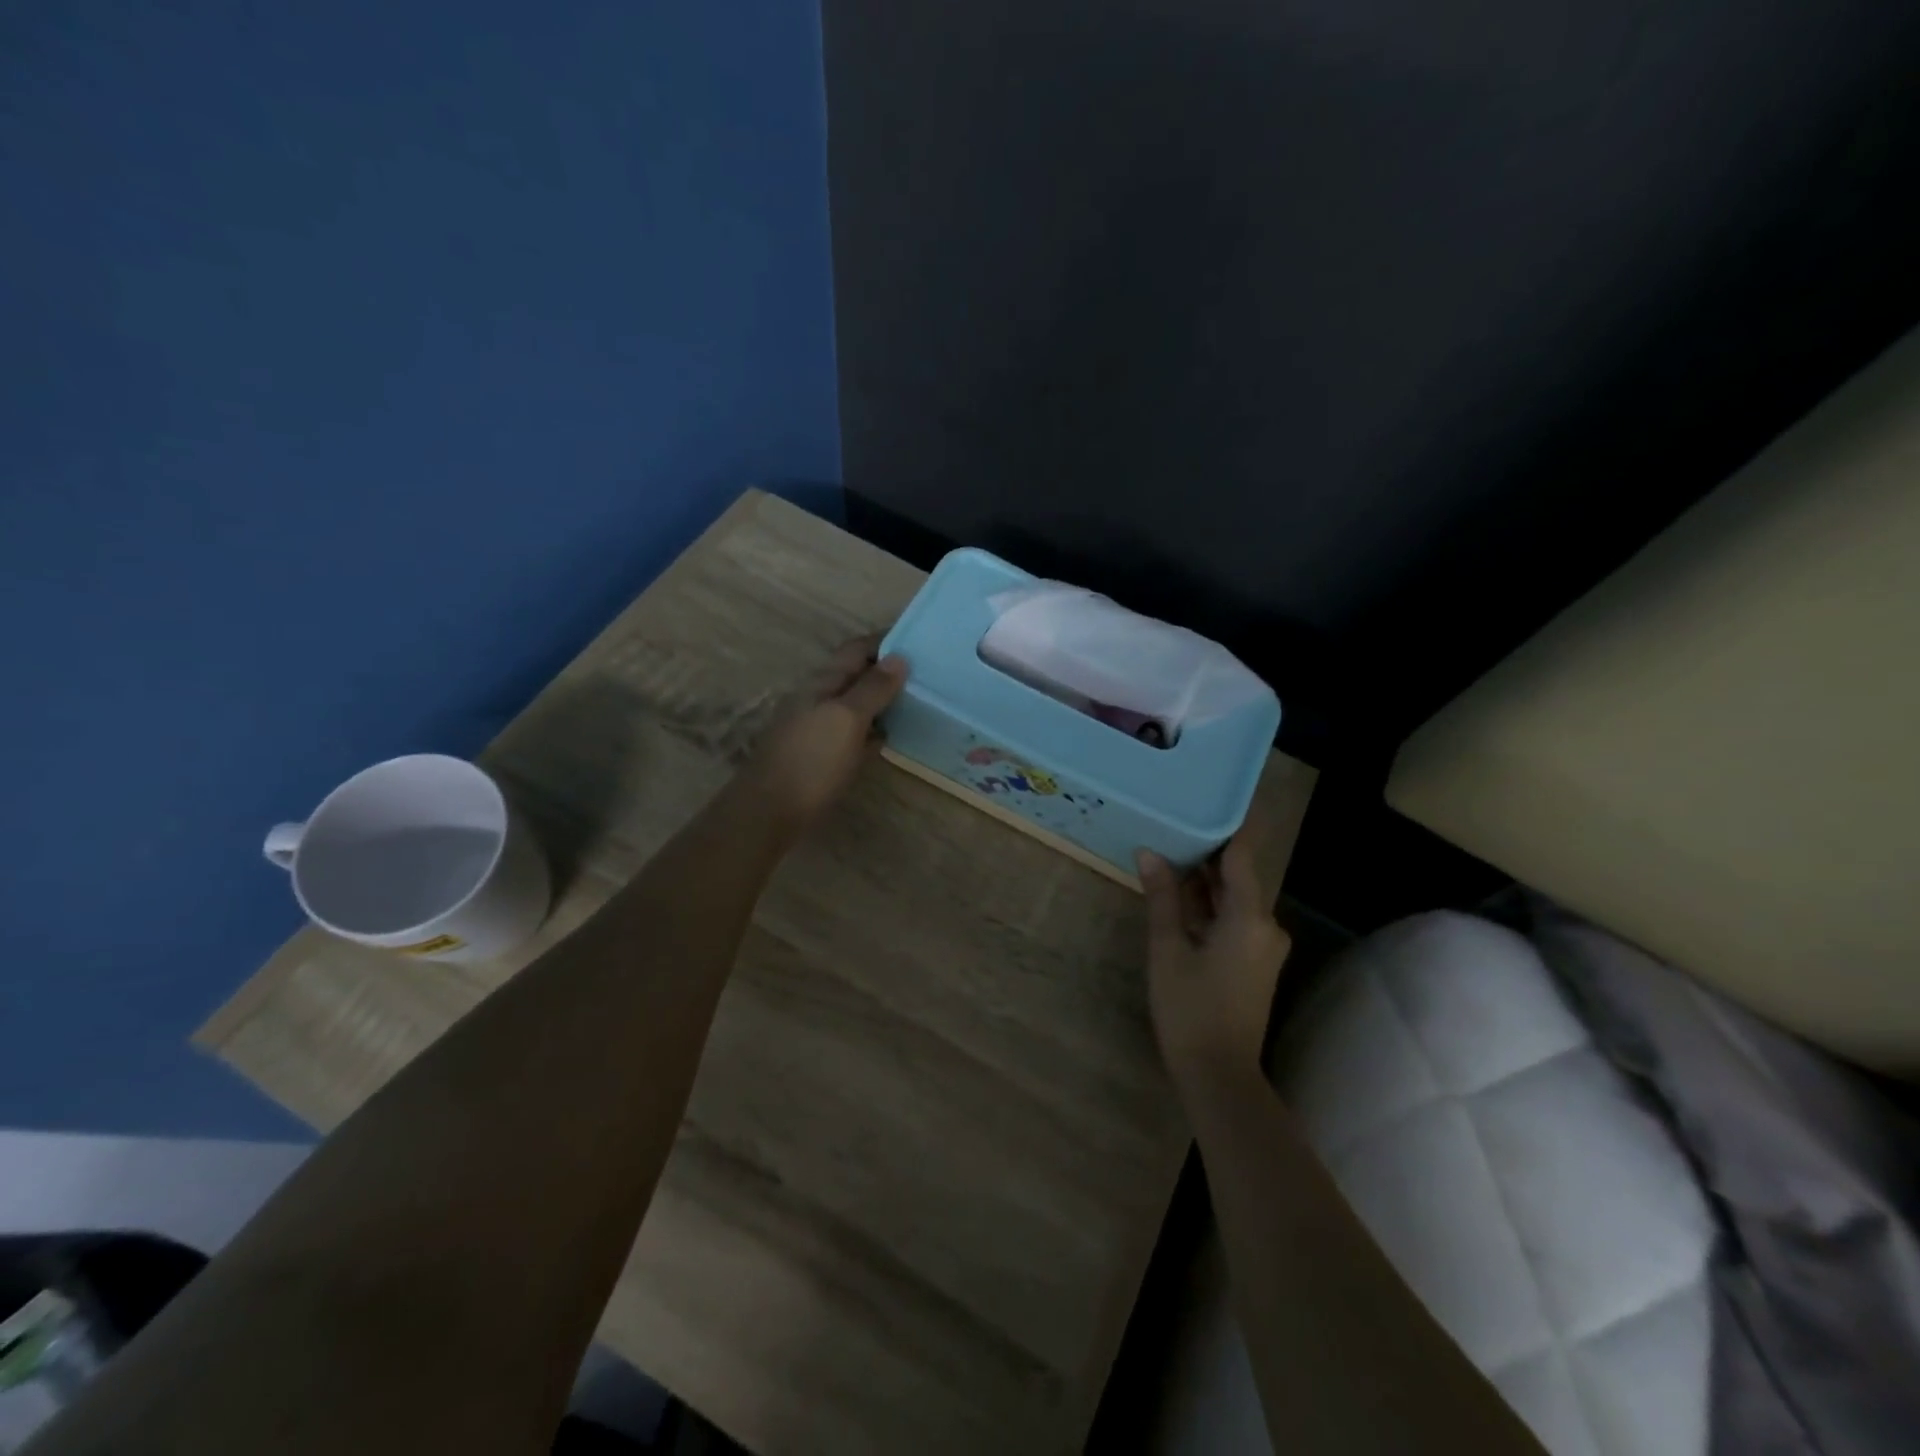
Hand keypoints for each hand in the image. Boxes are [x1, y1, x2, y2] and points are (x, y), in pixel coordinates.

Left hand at [740, 636, 907, 838]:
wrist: (770, 812)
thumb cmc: (811, 760)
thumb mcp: (846, 719)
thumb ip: (872, 689)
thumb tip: (900, 657)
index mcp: (822, 683)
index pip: (856, 650)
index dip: (885, 642)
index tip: (921, 641)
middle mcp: (818, 700)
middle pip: (856, 676)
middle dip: (887, 671)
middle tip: (928, 673)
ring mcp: (818, 729)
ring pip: (855, 705)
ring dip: (883, 701)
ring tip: (919, 701)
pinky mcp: (821, 757)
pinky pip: (853, 733)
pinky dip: (873, 729)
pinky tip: (891, 737)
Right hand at [1136, 833, 1291, 1091]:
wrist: (1219, 1075)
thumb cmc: (1190, 1008)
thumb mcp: (1167, 949)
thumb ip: (1163, 898)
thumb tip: (1150, 853)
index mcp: (1250, 917)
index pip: (1242, 855)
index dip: (1228, 825)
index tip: (1208, 798)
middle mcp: (1266, 925)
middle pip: (1238, 876)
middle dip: (1207, 852)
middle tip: (1175, 822)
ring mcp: (1263, 946)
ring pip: (1234, 899)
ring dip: (1205, 881)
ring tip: (1170, 851)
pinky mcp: (1255, 962)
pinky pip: (1234, 919)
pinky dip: (1210, 906)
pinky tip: (1180, 895)